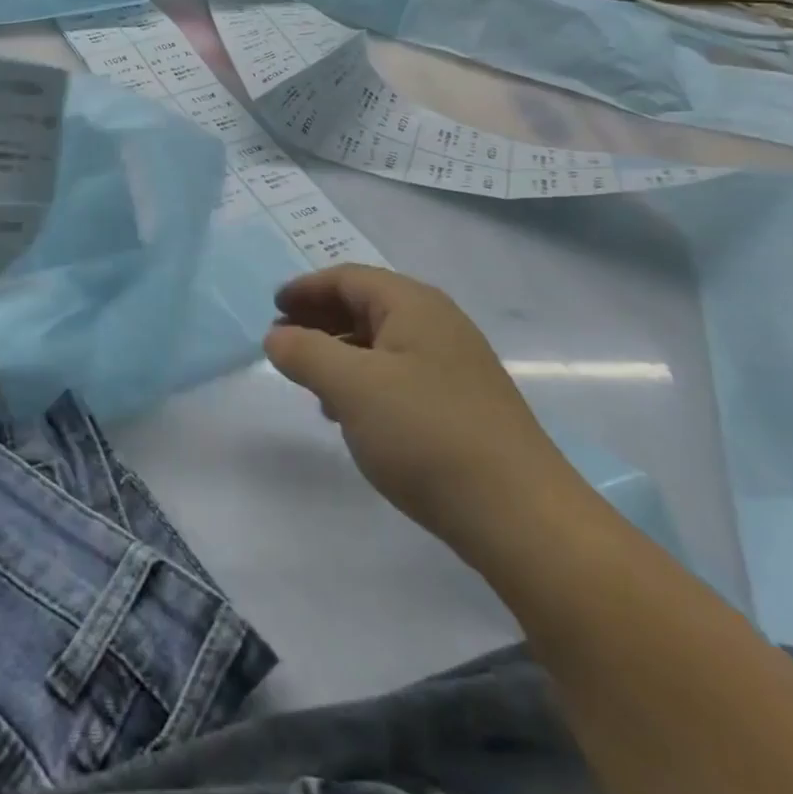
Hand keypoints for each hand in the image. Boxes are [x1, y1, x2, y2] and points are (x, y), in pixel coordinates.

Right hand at [265, 265, 589, 552]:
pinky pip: (399, 374)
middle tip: (282, 341)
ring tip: (309, 379)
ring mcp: (454, 365)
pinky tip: (350, 414)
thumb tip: (276, 336)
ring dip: (340, 352)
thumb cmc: (426, 434)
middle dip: (320, 319)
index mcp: (413, 305)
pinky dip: (365, 380)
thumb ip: (305, 353)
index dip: (306, 288)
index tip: (272, 307)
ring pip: (382, 343)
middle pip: (366, 305)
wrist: (520, 515)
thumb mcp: (351, 387)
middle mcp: (438, 324)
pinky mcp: (461, 403)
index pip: (348, 279)